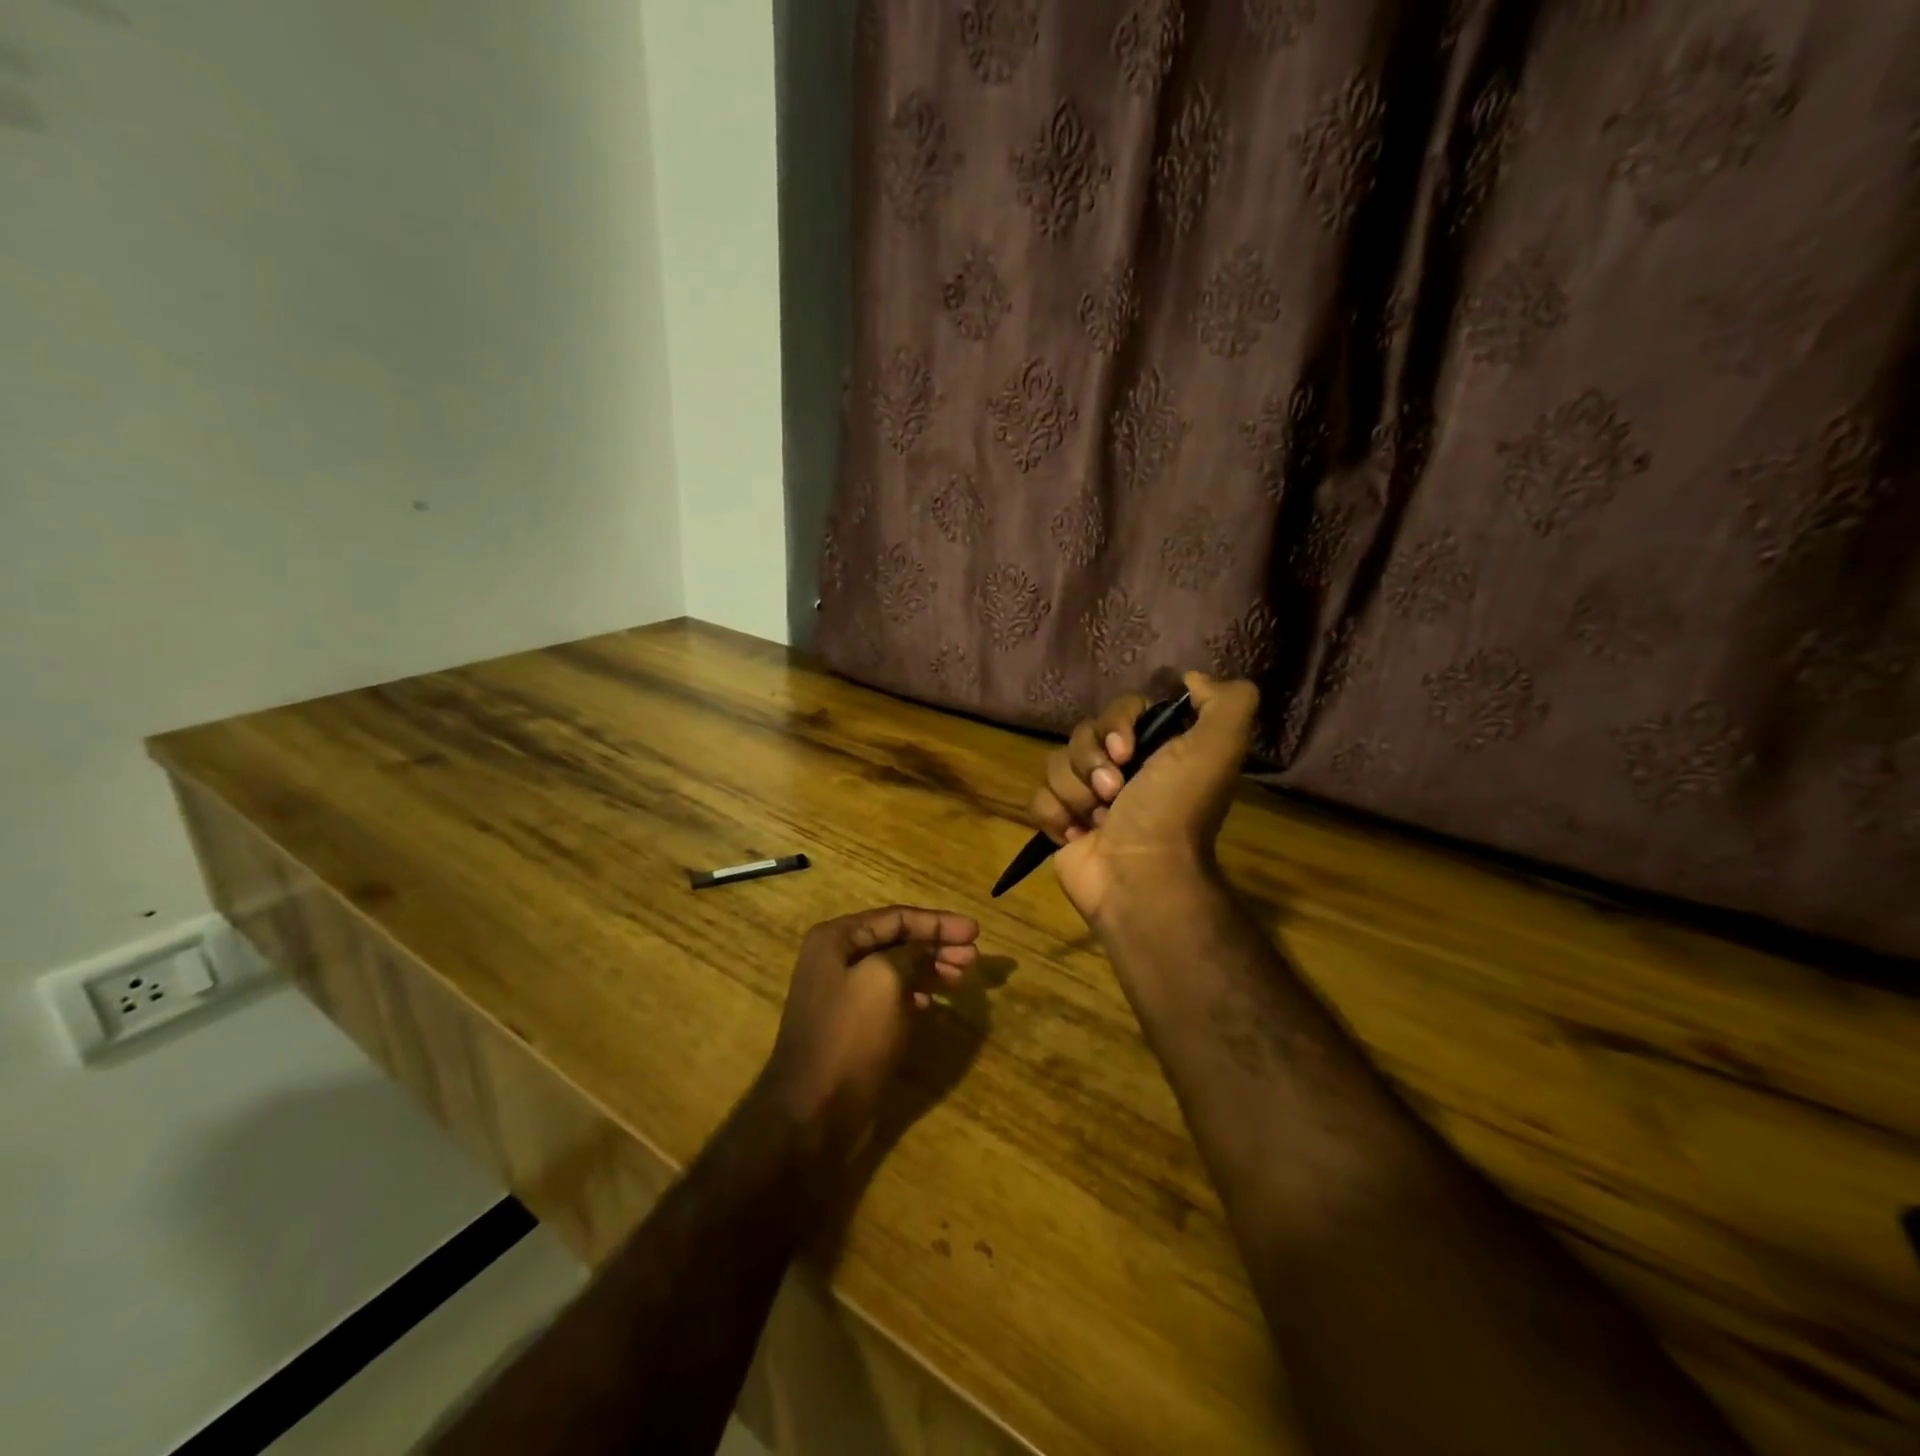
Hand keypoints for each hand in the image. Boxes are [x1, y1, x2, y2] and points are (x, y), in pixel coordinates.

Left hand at [760, 905, 978, 1155]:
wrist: (813, 1111)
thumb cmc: (851, 1035)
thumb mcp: (886, 980)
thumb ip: (911, 953)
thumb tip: (926, 948)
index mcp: (836, 939)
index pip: (897, 917)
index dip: (939, 922)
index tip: (976, 931)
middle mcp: (835, 959)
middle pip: (897, 942)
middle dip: (937, 946)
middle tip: (974, 958)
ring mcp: (840, 994)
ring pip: (895, 970)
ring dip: (930, 969)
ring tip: (962, 977)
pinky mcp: (850, 1025)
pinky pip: (888, 998)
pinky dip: (913, 995)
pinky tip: (932, 1005)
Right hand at [1027, 672, 1258, 924]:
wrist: (1140, 876)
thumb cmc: (1174, 811)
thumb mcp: (1218, 748)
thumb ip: (1226, 701)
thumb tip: (1192, 678)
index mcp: (1155, 749)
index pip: (1119, 709)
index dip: (1116, 725)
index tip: (1127, 752)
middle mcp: (1121, 769)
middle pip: (1081, 734)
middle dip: (1092, 762)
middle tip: (1114, 792)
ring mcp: (1087, 797)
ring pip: (1055, 764)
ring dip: (1076, 793)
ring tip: (1099, 821)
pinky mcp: (1061, 823)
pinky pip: (1038, 797)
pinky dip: (1055, 816)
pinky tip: (1077, 835)